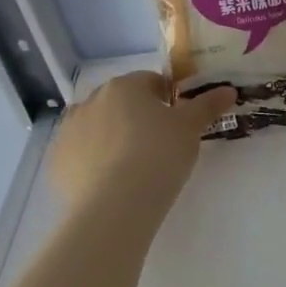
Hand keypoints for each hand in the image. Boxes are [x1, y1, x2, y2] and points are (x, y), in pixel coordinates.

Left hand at [49, 72, 234, 216]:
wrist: (116, 205)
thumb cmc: (159, 155)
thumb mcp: (191, 128)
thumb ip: (208, 105)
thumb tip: (228, 90)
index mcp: (125, 86)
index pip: (151, 82)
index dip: (168, 100)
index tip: (179, 123)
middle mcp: (92, 100)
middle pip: (121, 102)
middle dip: (138, 117)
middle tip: (159, 145)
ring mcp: (69, 130)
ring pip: (98, 127)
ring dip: (114, 137)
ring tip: (134, 166)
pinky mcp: (57, 161)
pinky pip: (81, 153)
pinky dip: (94, 161)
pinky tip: (112, 182)